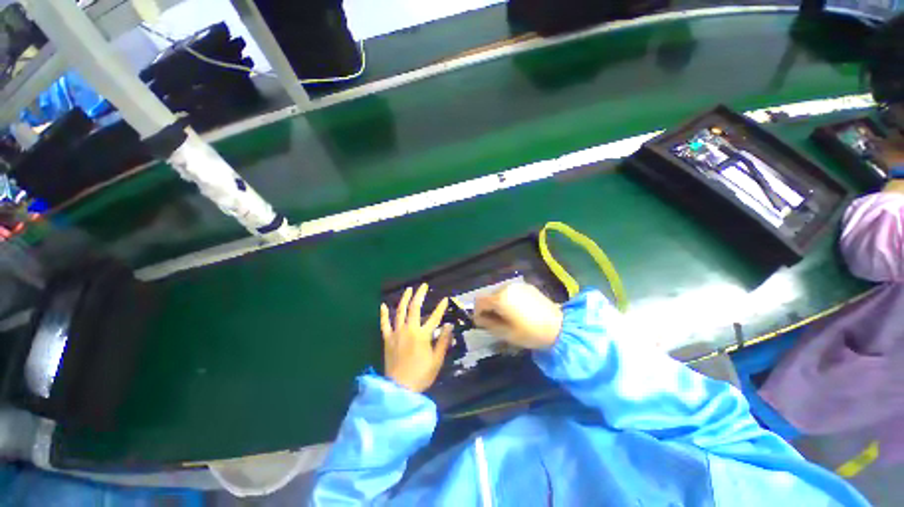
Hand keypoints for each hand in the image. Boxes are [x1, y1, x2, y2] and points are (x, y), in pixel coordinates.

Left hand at [380, 284, 452, 392]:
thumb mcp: (437, 360)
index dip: (441, 307)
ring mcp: (396, 333)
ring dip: (404, 299)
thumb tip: (449, 325)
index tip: (445, 299)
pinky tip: (383, 305)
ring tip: (408, 289)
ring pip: (400, 311)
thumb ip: (443, 341)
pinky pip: (384, 324)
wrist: (399, 389)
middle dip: (420, 295)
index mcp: (422, 335)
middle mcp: (409, 329)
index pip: (434, 317)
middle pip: (414, 308)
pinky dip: (383, 314)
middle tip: (423, 286)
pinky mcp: (387, 339)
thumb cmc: (421, 374)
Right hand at [473, 283, 562, 349]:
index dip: (477, 312)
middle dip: (488, 308)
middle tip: (495, 321)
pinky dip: (508, 299)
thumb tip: (478, 319)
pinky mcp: (527, 286)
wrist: (560, 327)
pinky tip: (518, 310)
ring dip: (498, 303)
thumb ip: (488, 324)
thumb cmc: (530, 333)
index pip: (479, 301)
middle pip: (489, 296)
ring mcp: (518, 285)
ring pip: (499, 293)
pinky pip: (511, 291)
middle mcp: (507, 287)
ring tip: (508, 316)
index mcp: (500, 298)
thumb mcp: (505, 333)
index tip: (483, 323)